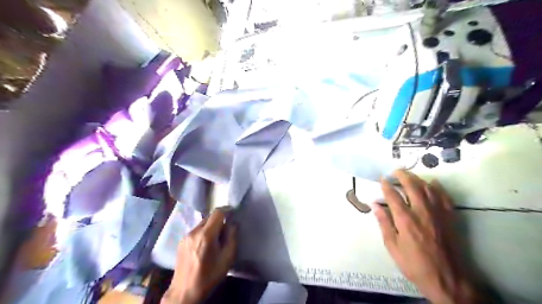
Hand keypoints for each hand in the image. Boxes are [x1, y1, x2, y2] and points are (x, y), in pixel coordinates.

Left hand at [162, 208, 235, 303]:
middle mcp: (194, 232)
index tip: (234, 212)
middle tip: (227, 229)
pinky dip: (204, 232)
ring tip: (216, 239)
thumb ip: (232, 237)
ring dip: (211, 226)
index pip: (218, 213)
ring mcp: (186, 236)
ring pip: (202, 223)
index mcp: (206, 235)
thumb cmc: (209, 276)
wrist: (185, 292)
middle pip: (210, 216)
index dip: (227, 210)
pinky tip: (206, 245)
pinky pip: (196, 230)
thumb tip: (233, 223)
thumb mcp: (227, 258)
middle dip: (220, 219)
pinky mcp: (181, 241)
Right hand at [376, 169, 479, 303]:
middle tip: (396, 170)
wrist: (448, 279)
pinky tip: (433, 183)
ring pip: (428, 188)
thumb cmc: (415, 264)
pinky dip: (438, 188)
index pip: (393, 195)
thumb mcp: (393, 247)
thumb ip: (384, 223)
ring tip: (410, 175)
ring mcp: (438, 213)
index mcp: (405, 220)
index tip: (382, 178)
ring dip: (418, 179)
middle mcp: (422, 212)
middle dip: (403, 176)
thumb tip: (375, 205)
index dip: (386, 185)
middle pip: (412, 186)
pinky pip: (444, 197)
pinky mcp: (450, 218)